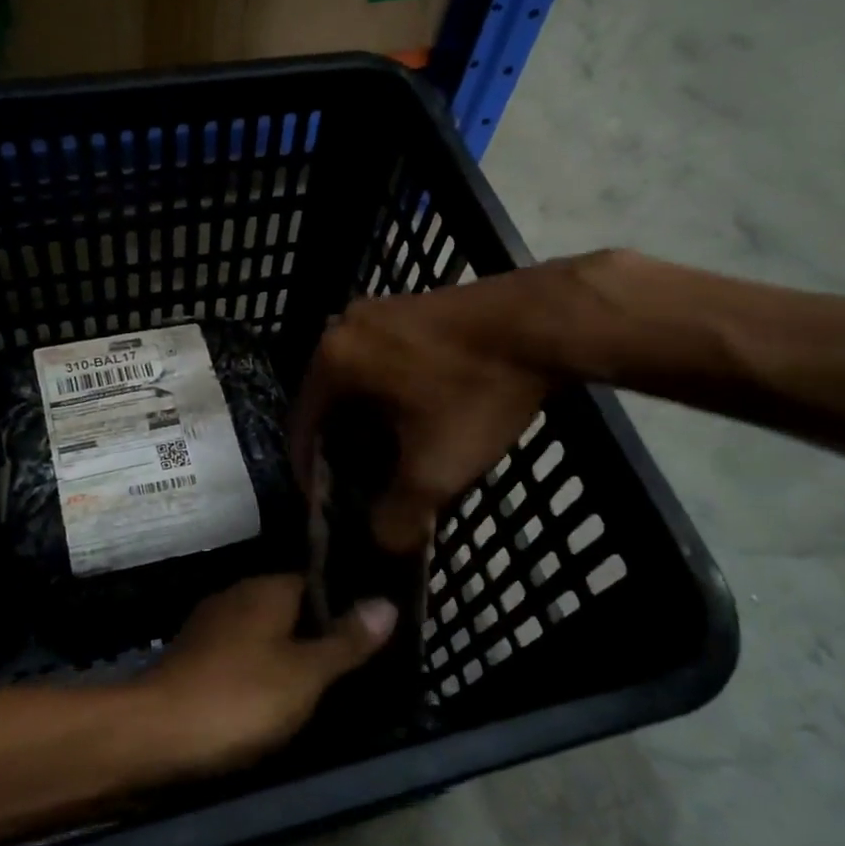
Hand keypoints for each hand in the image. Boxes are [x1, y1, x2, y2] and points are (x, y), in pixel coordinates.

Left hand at [138, 574, 397, 774]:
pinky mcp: (194, 656)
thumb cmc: (240, 697)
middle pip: (290, 606)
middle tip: (356, 662)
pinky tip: (275, 697)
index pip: (316, 581)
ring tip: (323, 683)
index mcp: (267, 589)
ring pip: (264, 631)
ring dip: (288, 652)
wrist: (155, 733)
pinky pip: (241, 654)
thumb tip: (387, 601)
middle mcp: (238, 595)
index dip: (344, 602)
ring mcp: (211, 625)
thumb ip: (346, 640)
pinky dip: (260, 669)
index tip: (371, 628)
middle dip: (317, 630)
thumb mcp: (305, 673)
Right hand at [290, 263, 579, 554]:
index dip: (310, 472)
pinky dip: (392, 393)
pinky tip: (421, 415)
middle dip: (344, 447)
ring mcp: (379, 310)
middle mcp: (343, 327)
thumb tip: (383, 540)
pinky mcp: (411, 305)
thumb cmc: (474, 391)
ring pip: (360, 380)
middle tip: (365, 483)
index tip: (327, 504)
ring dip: (370, 421)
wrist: (542, 321)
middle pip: (330, 402)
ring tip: (395, 455)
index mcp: (332, 359)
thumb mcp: (435, 468)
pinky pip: (384, 359)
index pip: (302, 426)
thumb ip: (399, 516)